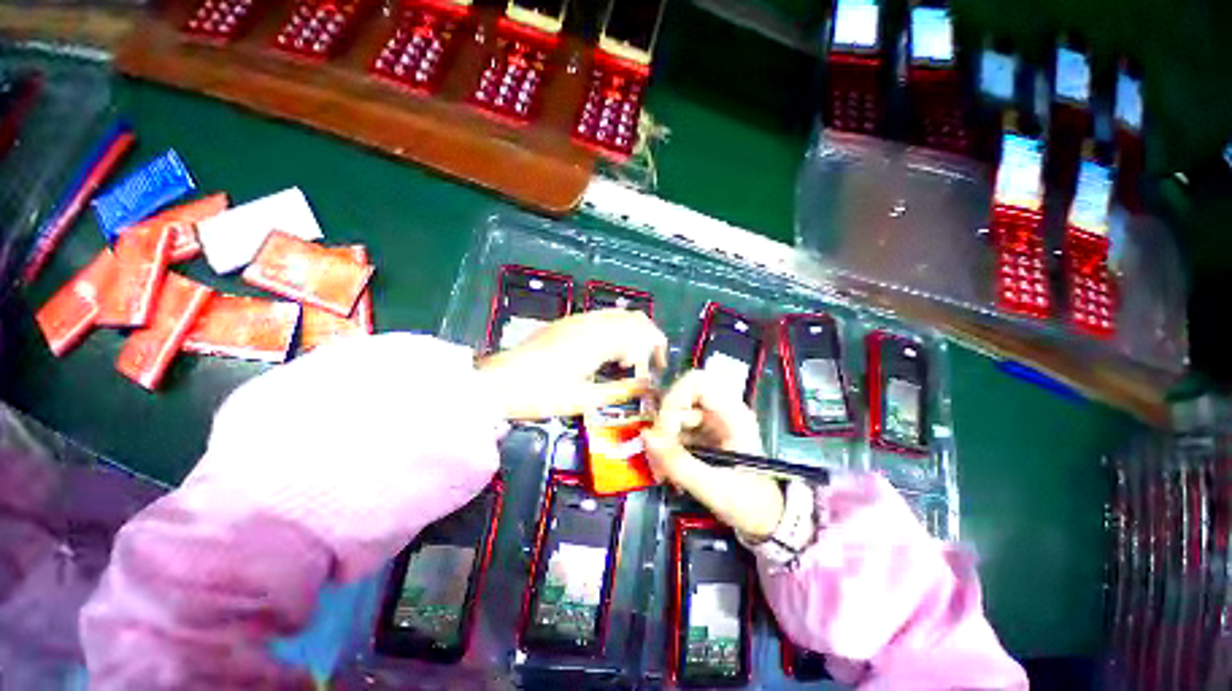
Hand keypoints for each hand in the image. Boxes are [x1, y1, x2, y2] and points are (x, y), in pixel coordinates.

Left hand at [476, 309, 667, 420]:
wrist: (498, 382)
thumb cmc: (541, 395)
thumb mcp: (584, 399)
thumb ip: (621, 390)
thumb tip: (648, 386)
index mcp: (599, 341)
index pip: (643, 334)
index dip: (656, 352)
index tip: (654, 375)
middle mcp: (593, 323)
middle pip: (635, 319)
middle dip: (650, 339)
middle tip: (650, 365)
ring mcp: (579, 319)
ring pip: (619, 315)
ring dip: (633, 334)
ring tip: (630, 361)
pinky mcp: (568, 322)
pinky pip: (603, 318)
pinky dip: (616, 331)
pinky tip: (608, 352)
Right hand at [642, 369, 784, 538]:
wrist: (767, 523)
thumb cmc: (750, 503)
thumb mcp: (714, 487)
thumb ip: (678, 462)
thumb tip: (644, 436)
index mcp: (732, 414)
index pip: (696, 382)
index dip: (674, 398)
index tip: (663, 429)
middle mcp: (720, 412)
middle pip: (679, 399)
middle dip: (663, 425)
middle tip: (656, 454)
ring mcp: (709, 424)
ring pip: (673, 417)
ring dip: (662, 442)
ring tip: (661, 472)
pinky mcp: (701, 437)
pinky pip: (675, 433)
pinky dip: (666, 450)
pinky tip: (667, 473)